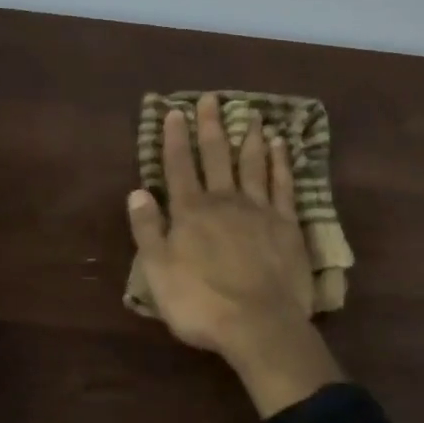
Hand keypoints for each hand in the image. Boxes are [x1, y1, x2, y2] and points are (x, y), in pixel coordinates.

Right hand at [127, 93, 342, 417]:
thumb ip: (147, 229)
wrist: (259, 324)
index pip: (179, 166)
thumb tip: (137, 191)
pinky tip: (280, 145)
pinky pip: (283, 184)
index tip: (175, 111)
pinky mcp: (287, 224)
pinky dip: (281, 162)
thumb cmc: (201, 303)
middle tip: (211, 98)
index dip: (175, 137)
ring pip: (253, 163)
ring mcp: (259, 209)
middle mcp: (224, 200)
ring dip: (250, 136)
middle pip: (217, 155)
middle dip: (211, 125)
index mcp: (190, 211)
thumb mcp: (157, 272)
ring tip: (251, 112)